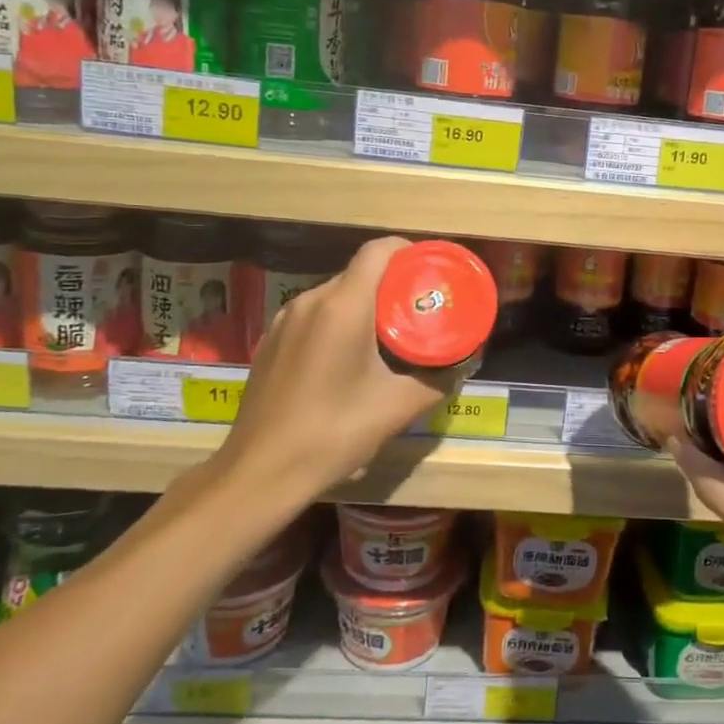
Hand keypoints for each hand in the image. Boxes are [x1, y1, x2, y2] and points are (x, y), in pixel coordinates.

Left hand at [206, 236, 453, 498]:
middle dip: (391, 286)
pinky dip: (337, 324)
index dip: (408, 251)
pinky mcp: (269, 343)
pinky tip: (347, 360)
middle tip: (418, 311)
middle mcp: (309, 301)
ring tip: (387, 337)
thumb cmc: (334, 432)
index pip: (378, 251)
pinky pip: (312, 317)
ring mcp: (284, 321)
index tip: (429, 273)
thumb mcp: (397, 408)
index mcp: (343, 306)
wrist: (261, 472)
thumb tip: (462, 363)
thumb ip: (437, 380)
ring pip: (334, 296)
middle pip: (358, 274)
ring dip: (363, 307)